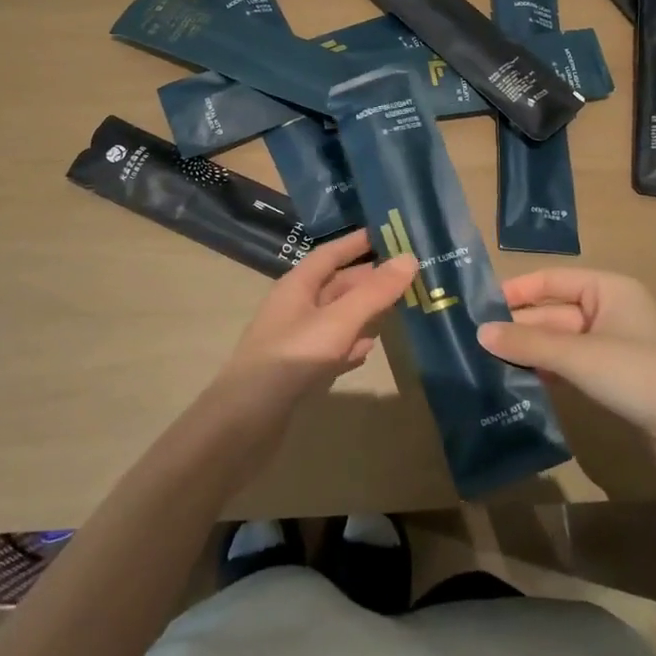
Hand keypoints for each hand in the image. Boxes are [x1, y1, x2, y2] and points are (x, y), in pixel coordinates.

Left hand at [214, 229, 416, 415]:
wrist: (246, 421)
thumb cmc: (292, 359)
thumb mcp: (339, 321)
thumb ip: (374, 292)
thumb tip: (410, 258)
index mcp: (297, 285)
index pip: (331, 253)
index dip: (357, 242)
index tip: (389, 233)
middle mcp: (295, 307)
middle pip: (337, 285)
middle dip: (369, 279)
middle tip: (408, 275)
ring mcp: (295, 340)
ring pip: (337, 317)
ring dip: (364, 312)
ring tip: (398, 308)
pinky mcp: (298, 371)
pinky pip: (331, 348)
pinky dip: (351, 345)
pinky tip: (368, 351)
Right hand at [477, 268, 655, 485]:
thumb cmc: (642, 376)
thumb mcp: (580, 357)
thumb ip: (529, 343)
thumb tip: (480, 333)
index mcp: (607, 289)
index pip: (550, 280)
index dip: (515, 291)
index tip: (477, 307)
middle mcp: (609, 310)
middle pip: (553, 312)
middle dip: (519, 327)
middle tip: (474, 342)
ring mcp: (613, 345)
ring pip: (560, 341)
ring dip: (530, 351)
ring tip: (487, 363)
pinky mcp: (615, 377)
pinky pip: (572, 365)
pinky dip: (548, 371)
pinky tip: (520, 383)